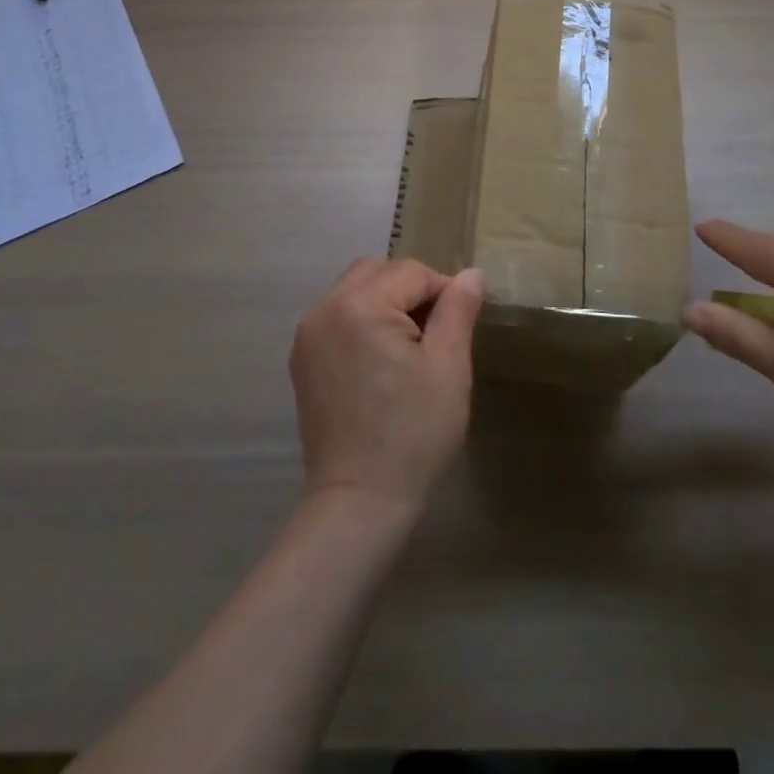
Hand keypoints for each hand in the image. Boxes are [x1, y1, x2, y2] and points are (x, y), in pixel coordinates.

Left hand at [289, 258, 484, 515]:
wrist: (360, 502)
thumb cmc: (413, 434)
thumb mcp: (449, 368)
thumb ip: (458, 311)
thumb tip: (471, 274)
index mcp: (360, 305)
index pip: (411, 272)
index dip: (443, 291)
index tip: (460, 325)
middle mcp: (326, 308)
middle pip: (377, 271)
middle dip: (410, 289)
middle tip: (435, 331)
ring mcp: (308, 334)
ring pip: (354, 289)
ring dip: (385, 301)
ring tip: (409, 344)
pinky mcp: (302, 359)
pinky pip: (337, 316)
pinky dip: (362, 320)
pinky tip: (380, 359)